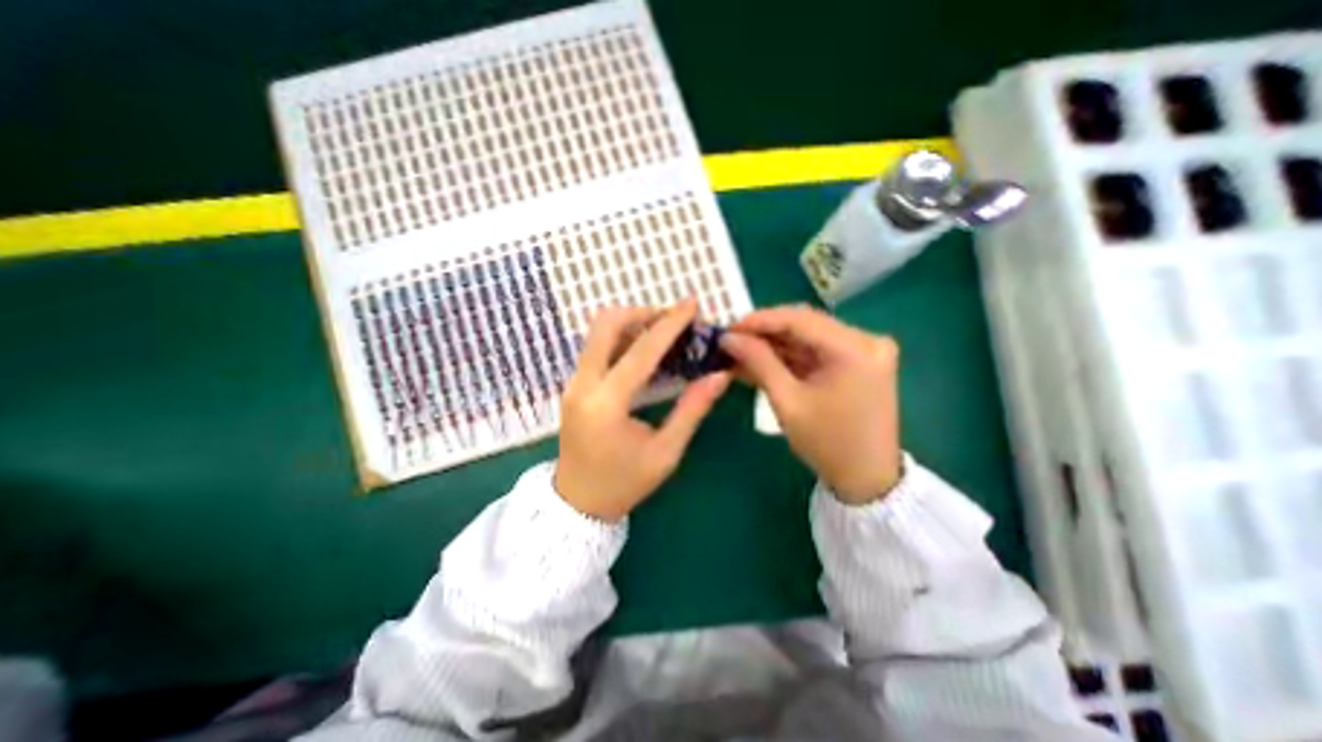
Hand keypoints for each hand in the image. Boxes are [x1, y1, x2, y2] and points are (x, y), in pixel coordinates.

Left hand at [553, 298, 732, 518]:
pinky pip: (596, 347)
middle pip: (605, 325)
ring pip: (597, 332)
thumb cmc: (624, 484)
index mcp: (606, 404)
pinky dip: (621, 338)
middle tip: (672, 321)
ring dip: (630, 323)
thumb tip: (719, 375)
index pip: (640, 352)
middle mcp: (582, 385)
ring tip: (663, 333)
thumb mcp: (665, 453)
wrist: (577, 503)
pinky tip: (644, 351)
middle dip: (642, 313)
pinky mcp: (573, 385)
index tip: (691, 304)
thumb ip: (692, 410)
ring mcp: (573, 383)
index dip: (669, 324)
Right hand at [723, 305, 897, 504]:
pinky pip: (817, 352)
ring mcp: (865, 350)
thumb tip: (729, 339)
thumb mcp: (787, 402)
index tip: (729, 328)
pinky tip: (762, 361)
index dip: (760, 320)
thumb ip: (758, 362)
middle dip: (765, 333)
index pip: (800, 319)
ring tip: (741, 352)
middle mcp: (866, 340)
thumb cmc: (827, 443)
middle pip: (805, 325)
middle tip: (732, 341)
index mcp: (855, 348)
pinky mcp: (859, 362)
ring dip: (775, 345)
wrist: (866, 478)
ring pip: (808, 337)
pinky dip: (790, 357)